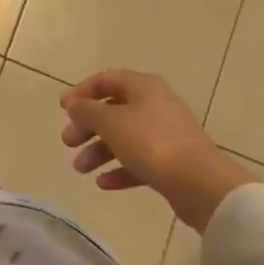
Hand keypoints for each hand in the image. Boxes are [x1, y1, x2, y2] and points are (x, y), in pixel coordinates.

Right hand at [60, 70, 254, 230]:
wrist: (200, 184)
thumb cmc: (151, 142)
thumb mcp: (111, 122)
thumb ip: (87, 111)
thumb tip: (74, 105)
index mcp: (143, 87)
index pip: (105, 80)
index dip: (81, 92)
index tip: (62, 109)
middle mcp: (155, 105)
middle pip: (113, 110)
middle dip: (87, 126)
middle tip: (68, 142)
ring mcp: (165, 134)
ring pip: (124, 137)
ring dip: (99, 151)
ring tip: (80, 169)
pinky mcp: (172, 163)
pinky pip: (138, 161)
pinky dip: (119, 169)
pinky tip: (103, 183)